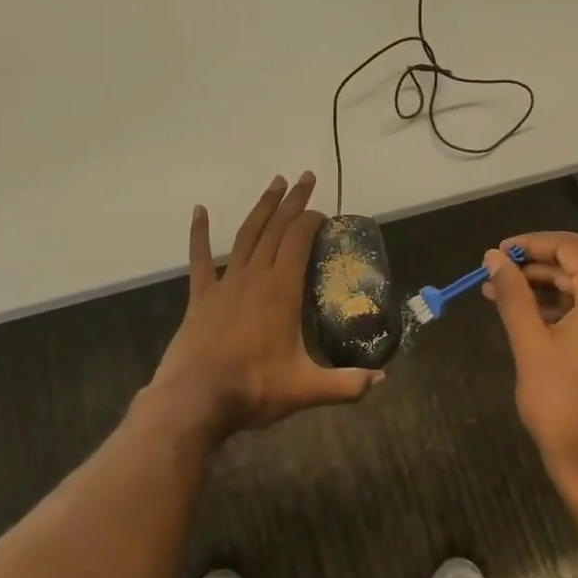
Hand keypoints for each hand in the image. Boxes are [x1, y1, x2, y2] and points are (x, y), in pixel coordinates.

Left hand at [147, 172, 379, 440]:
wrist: (195, 400)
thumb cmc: (254, 389)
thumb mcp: (307, 389)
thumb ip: (347, 384)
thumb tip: (382, 379)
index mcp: (281, 290)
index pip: (298, 240)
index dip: (312, 221)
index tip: (324, 214)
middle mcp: (255, 276)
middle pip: (276, 228)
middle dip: (293, 201)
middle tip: (305, 177)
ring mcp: (225, 283)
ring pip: (246, 235)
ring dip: (262, 207)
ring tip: (275, 183)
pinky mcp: (202, 297)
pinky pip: (200, 259)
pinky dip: (200, 233)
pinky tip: (199, 210)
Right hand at [482, 232, 577, 499]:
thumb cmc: (562, 403)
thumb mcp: (530, 343)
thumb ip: (513, 293)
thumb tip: (493, 258)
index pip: (571, 248)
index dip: (531, 244)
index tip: (497, 252)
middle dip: (533, 268)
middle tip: (493, 275)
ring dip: (544, 289)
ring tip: (500, 294)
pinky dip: (562, 308)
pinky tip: (527, 315)